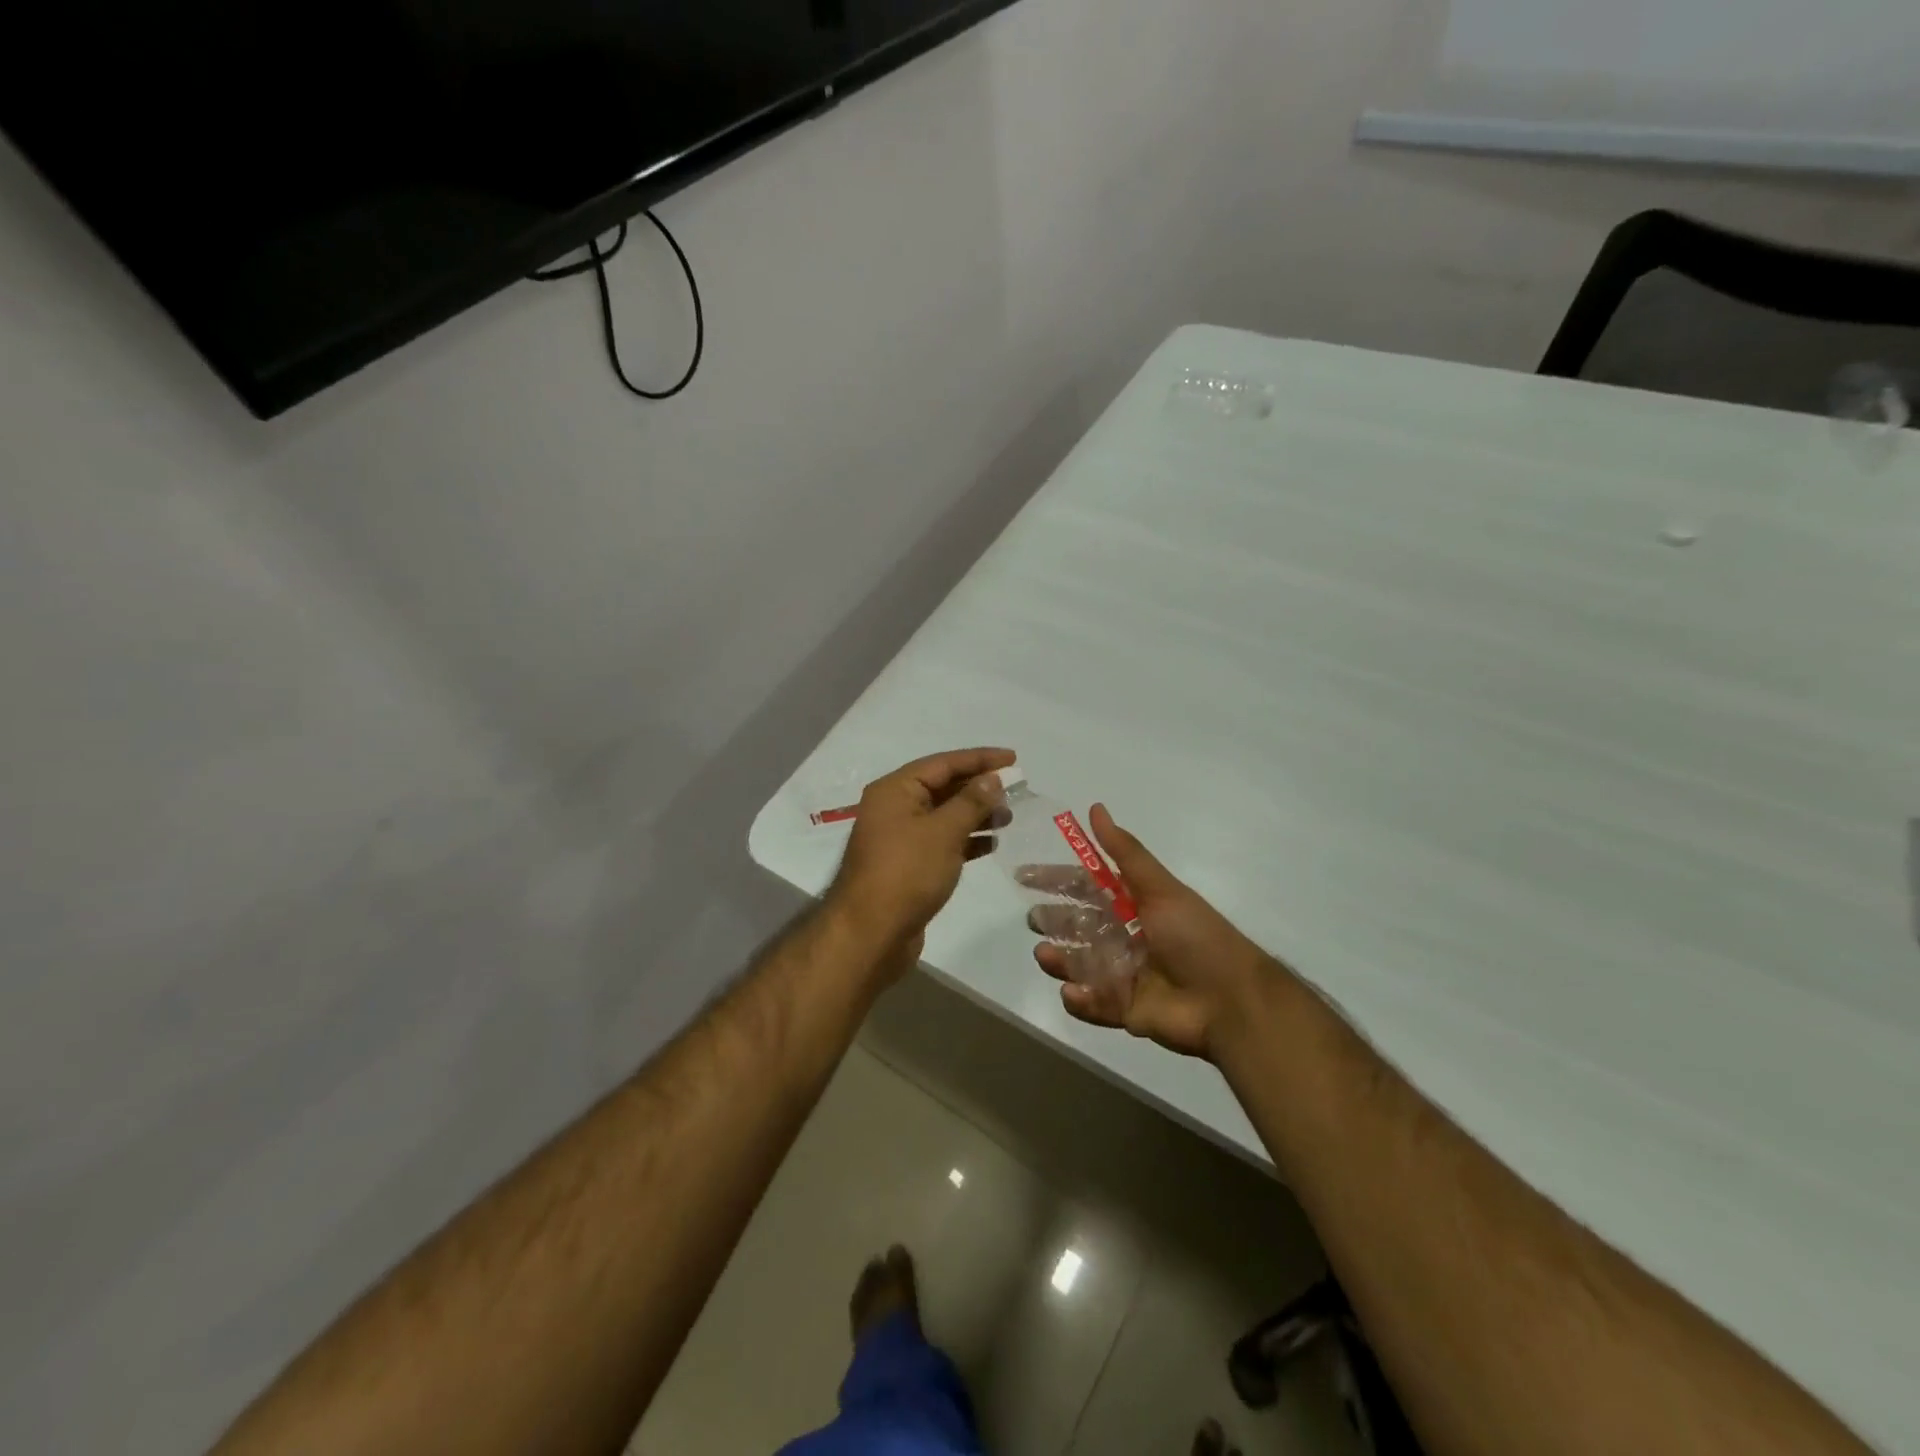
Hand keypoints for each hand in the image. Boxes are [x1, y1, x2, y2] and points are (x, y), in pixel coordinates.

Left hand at [828, 747, 1015, 963]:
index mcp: (895, 790)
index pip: (943, 763)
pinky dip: (965, 840)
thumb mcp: (944, 832)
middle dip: (979, 787)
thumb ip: (971, 802)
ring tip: (1008, 818)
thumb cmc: (907, 873)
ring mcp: (899, 838)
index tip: (1013, 758)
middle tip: (1016, 789)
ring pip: (944, 816)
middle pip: (942, 787)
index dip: (979, 759)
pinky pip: (941, 841)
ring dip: (975, 814)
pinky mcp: (907, 865)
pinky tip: (991, 844)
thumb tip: (992, 778)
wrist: (871, 934)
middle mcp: (894, 808)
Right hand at [1023, 804, 1278, 1060]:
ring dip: (1059, 959)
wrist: (1230, 1001)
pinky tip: (1072, 991)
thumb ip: (1124, 852)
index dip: (1056, 880)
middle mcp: (1125, 937)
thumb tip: (1095, 808)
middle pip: (1078, 926)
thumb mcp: (1160, 888)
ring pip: (1079, 964)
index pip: (1086, 887)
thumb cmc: (1195, 937)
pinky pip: (1093, 1003)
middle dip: (1053, 922)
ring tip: (1045, 954)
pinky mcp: (1125, 1011)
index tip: (1025, 876)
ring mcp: (1124, 975)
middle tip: (1034, 920)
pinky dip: (1080, 999)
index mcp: (1134, 905)